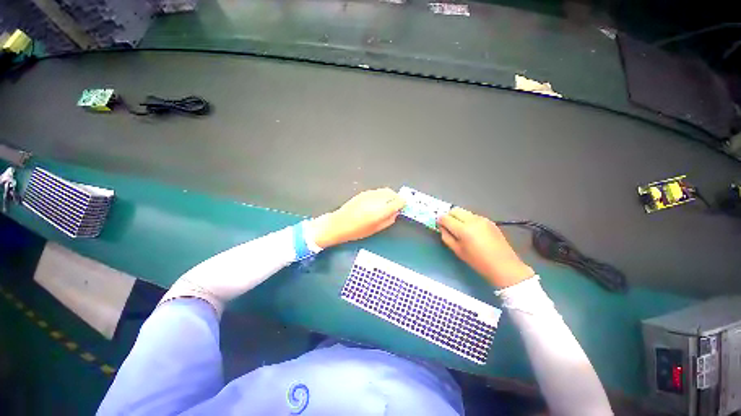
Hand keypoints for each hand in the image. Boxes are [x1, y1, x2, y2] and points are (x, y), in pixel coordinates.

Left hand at [309, 188, 405, 247]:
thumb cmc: (356, 231)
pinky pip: (377, 191)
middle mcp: (375, 200)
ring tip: (386, 204)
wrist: (338, 224)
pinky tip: (377, 203)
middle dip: (396, 198)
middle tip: (396, 206)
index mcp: (379, 211)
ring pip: (384, 191)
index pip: (397, 201)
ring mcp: (368, 194)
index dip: (402, 203)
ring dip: (389, 196)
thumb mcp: (375, 229)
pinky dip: (381, 195)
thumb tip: (396, 213)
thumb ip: (388, 220)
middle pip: (392, 193)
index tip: (403, 207)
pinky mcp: (363, 193)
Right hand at [438, 207, 534, 287]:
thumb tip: (442, 227)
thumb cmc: (478, 261)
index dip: (440, 220)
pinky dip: (468, 219)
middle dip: (448, 215)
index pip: (446, 218)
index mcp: (463, 229)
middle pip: (455, 210)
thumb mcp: (457, 251)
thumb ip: (446, 237)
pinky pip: (473, 216)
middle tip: (448, 225)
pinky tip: (471, 231)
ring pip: (464, 212)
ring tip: (460, 228)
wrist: (503, 265)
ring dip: (458, 217)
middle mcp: (472, 220)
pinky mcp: (489, 221)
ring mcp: (482, 219)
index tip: (438, 224)